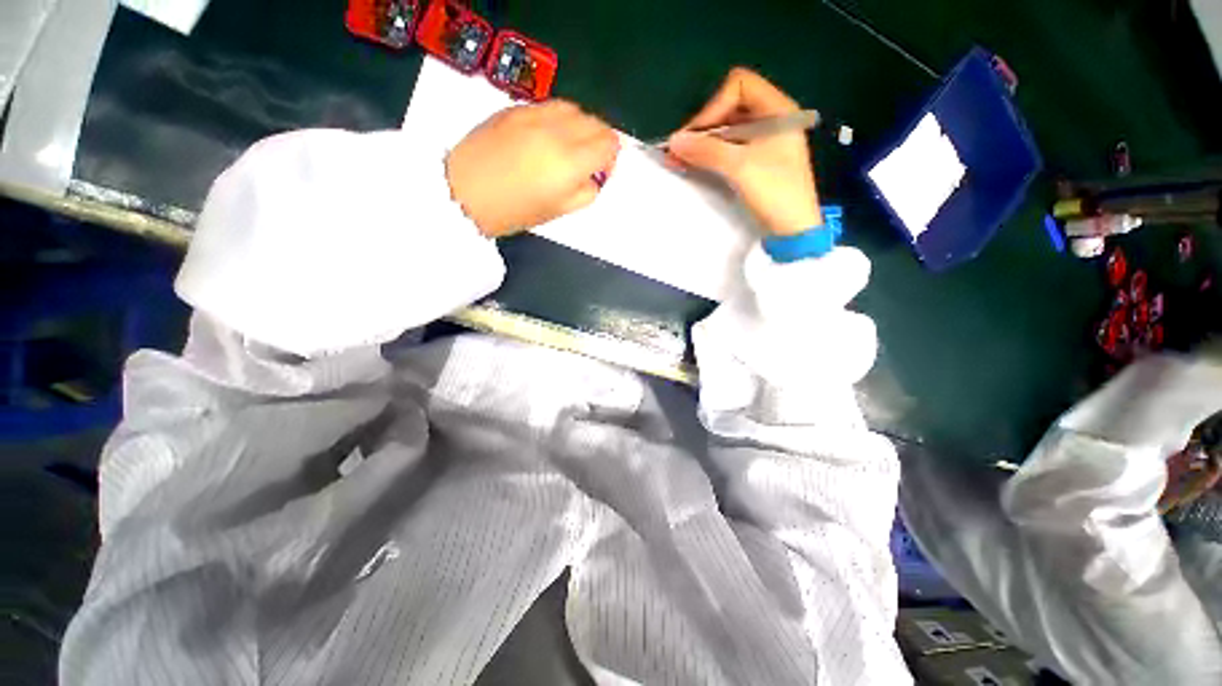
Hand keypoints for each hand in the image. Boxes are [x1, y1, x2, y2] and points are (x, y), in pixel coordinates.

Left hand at [447, 101, 619, 236]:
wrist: (464, 192)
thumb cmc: (514, 211)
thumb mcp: (559, 211)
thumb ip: (586, 192)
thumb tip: (595, 176)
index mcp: (570, 162)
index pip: (608, 144)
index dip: (611, 157)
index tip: (602, 171)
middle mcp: (557, 131)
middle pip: (595, 122)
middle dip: (599, 140)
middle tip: (589, 160)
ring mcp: (535, 114)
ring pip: (574, 108)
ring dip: (580, 125)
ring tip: (570, 145)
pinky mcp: (515, 108)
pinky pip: (550, 106)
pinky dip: (559, 119)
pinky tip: (549, 135)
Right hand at [667, 68, 821, 235]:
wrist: (793, 228)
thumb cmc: (774, 191)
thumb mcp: (740, 167)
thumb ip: (706, 150)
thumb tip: (673, 141)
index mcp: (777, 109)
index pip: (739, 86)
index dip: (714, 106)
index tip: (696, 136)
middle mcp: (771, 119)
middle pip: (730, 107)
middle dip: (703, 127)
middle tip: (681, 150)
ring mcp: (764, 140)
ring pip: (727, 130)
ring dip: (703, 142)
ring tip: (680, 159)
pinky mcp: (757, 160)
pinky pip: (730, 147)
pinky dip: (711, 154)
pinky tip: (694, 164)